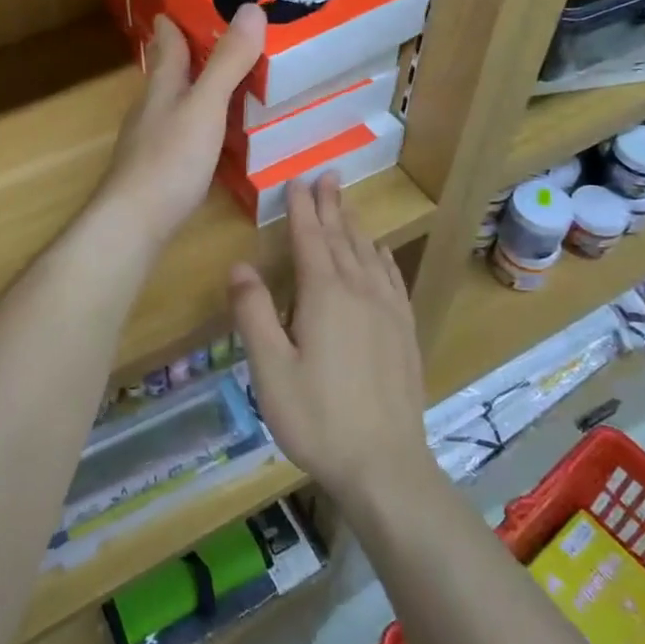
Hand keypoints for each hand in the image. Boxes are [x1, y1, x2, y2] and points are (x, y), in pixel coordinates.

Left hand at [94, 5, 266, 246]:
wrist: (134, 222)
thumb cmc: (169, 159)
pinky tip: (219, 133)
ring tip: (231, 79)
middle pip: (170, 70)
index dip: (177, 19)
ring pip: (177, 102)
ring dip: (199, 87)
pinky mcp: (161, 168)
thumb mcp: (205, 106)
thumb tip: (251, 8)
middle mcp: (153, 106)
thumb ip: (227, 63)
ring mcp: (153, 139)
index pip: (168, 41)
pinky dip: (203, 123)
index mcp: (162, 85)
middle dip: (191, 51)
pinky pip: (185, 132)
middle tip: (227, 35)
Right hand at [231, 176, 433, 505]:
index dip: (302, 208)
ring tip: (347, 204)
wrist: (385, 466)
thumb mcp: (270, 368)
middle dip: (331, 206)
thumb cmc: (317, 418)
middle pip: (342, 238)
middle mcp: (359, 292)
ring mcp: (388, 312)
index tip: (297, 180)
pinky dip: (382, 257)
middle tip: (327, 176)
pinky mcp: (404, 333)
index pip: (310, 238)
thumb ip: (253, 313)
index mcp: (324, 295)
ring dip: (355, 226)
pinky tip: (380, 253)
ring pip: (368, 254)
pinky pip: (392, 279)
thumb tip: (240, 265)